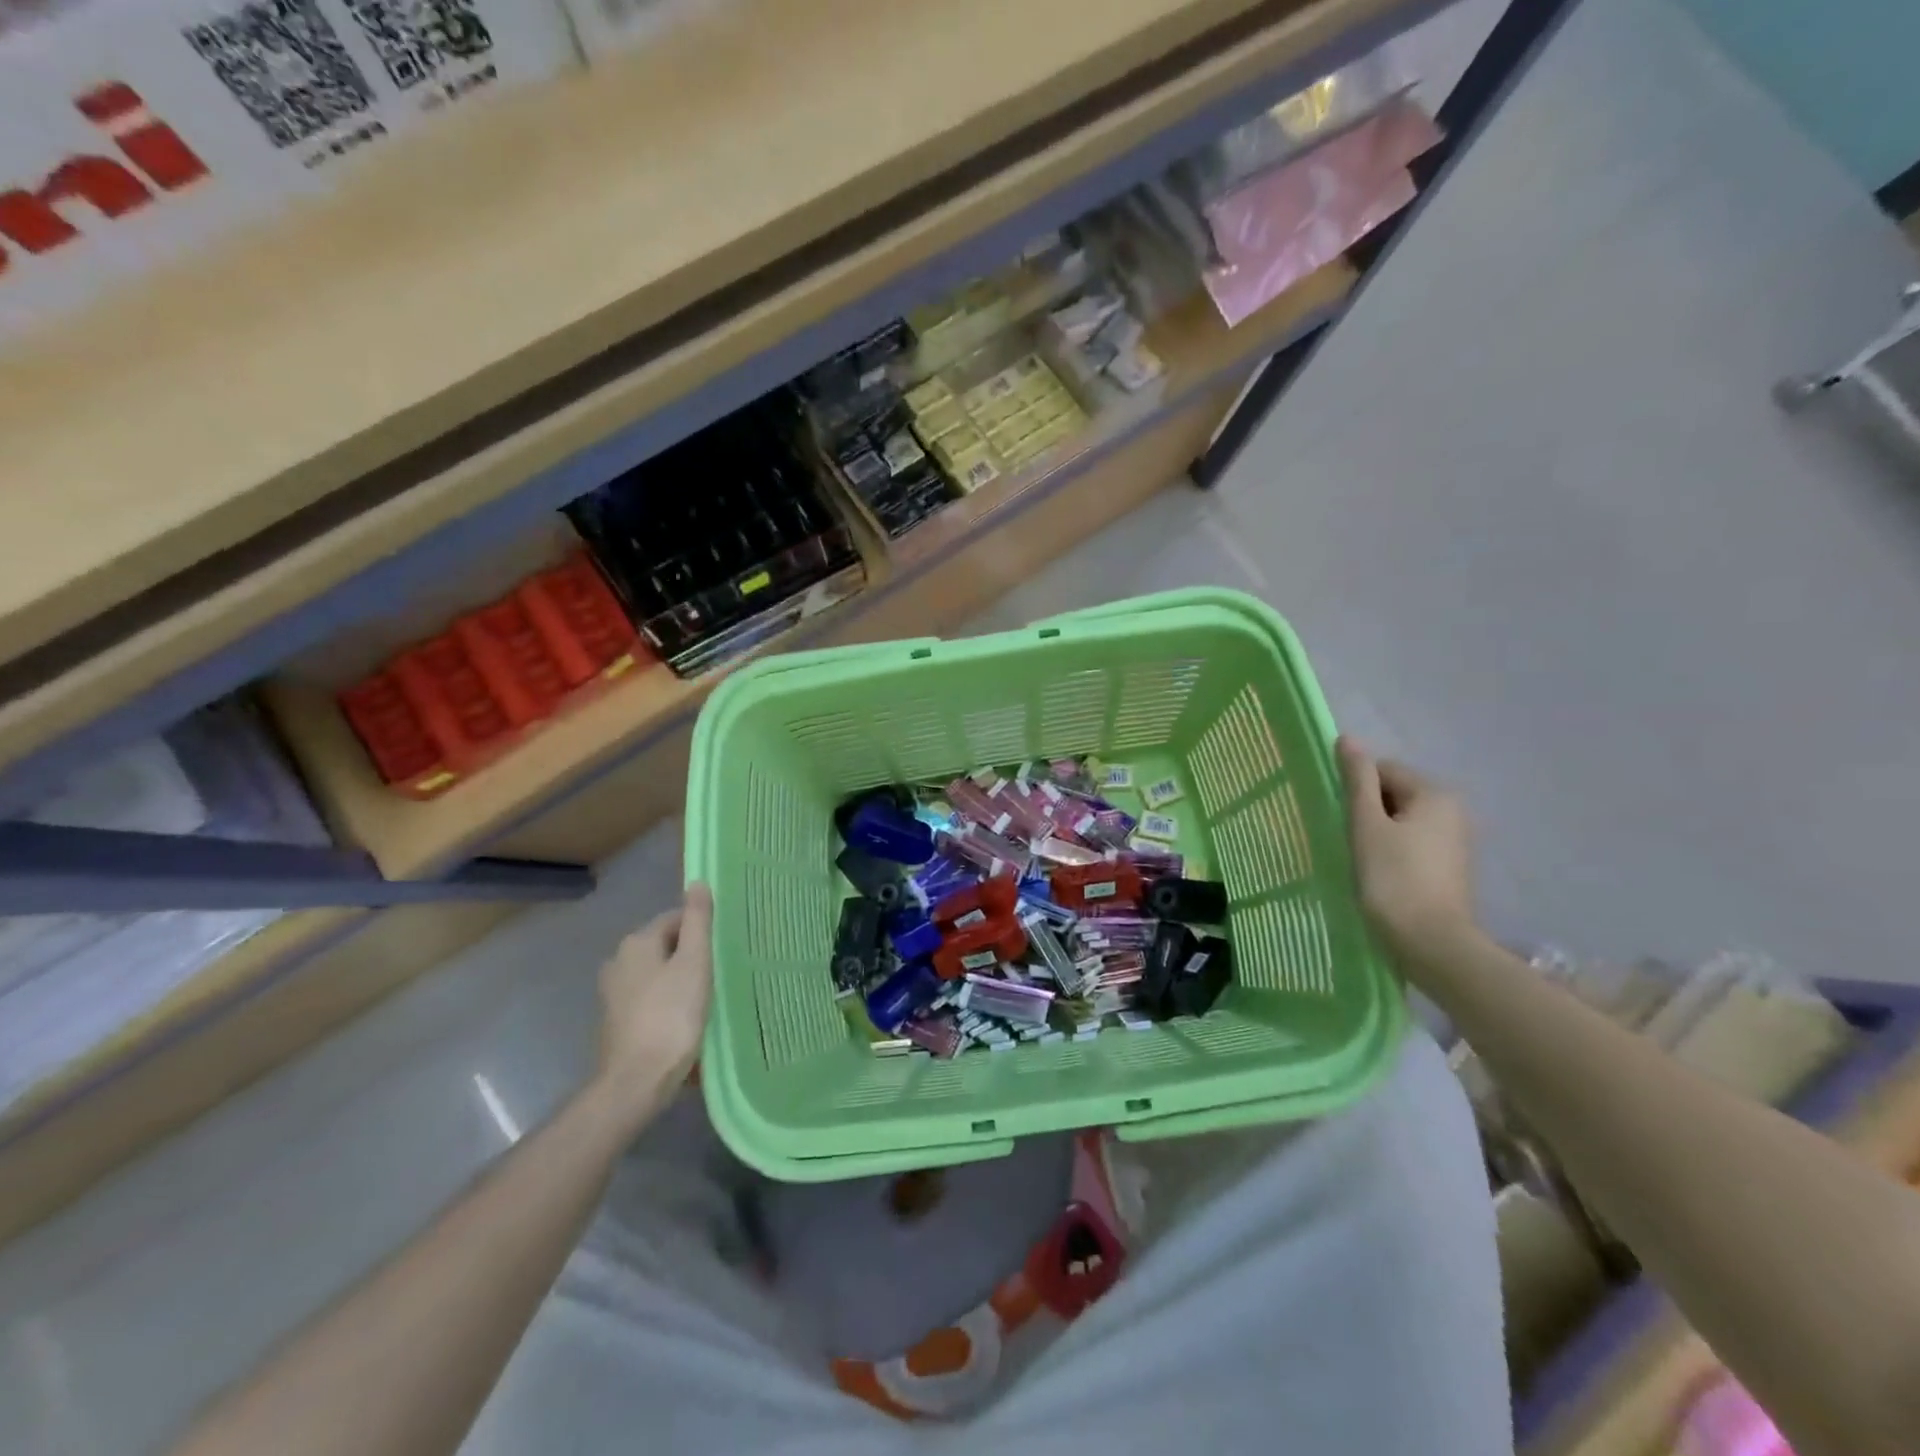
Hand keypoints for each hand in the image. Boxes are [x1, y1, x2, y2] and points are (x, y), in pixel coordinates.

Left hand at [595, 883, 713, 1109]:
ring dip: (678, 980)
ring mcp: (612, 992)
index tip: (721, 952)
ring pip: (657, 972)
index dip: (701, 931)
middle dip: (690, 955)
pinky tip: (682, 1019)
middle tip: (716, 975)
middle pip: (664, 945)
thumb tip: (696, 882)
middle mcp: (618, 960)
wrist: (636, 1081)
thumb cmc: (671, 1016)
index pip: (675, 919)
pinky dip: (666, 1001)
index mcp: (636, 942)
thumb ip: (697, 921)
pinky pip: (648, 997)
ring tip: (704, 998)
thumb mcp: (694, 963)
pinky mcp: (614, 1020)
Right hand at [1337, 738, 1479, 970]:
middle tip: (1348, 839)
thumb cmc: (1393, 878)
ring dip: (1378, 833)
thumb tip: (1347, 739)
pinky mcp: (1451, 867)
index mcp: (1435, 794)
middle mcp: (1453, 810)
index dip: (1355, 791)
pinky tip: (1380, 874)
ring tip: (1362, 859)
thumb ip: (1357, 780)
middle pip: (1394, 794)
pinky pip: (1413, 843)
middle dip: (1368, 811)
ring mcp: (1456, 840)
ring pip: (1402, 820)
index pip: (1383, 770)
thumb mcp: (1367, 825)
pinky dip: (1393, 852)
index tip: (1341, 818)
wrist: (1431, 943)